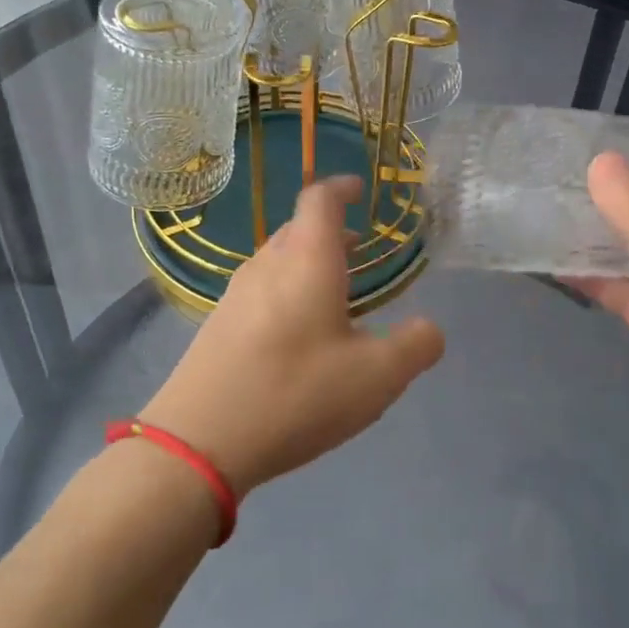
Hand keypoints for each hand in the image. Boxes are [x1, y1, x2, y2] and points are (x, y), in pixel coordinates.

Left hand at [142, 176, 444, 495]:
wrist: (199, 440)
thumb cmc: (296, 393)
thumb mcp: (377, 377)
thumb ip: (416, 346)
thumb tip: (429, 329)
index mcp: (306, 258)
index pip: (321, 198)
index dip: (342, 187)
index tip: (360, 188)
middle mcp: (267, 264)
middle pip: (298, 228)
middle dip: (331, 232)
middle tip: (360, 250)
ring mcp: (236, 293)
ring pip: (278, 260)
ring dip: (308, 264)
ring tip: (336, 292)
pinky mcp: (218, 324)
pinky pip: (261, 290)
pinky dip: (288, 292)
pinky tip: (300, 335)